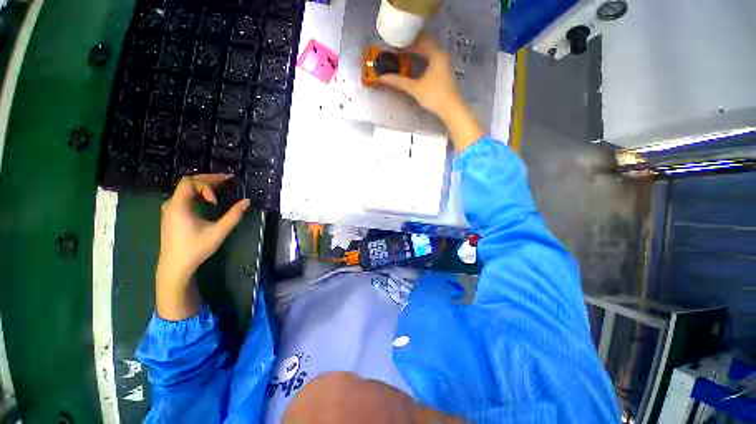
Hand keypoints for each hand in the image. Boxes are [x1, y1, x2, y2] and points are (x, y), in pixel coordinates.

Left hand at [156, 174, 249, 319]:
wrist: (175, 266)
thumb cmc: (195, 249)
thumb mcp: (218, 232)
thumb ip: (233, 216)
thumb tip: (247, 201)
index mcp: (178, 206)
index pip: (190, 182)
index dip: (207, 184)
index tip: (217, 199)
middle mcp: (172, 204)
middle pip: (188, 183)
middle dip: (209, 180)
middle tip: (228, 179)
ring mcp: (171, 209)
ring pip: (186, 189)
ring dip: (204, 186)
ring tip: (221, 186)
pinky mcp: (173, 214)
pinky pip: (185, 196)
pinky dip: (199, 193)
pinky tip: (210, 199)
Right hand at [379, 35, 482, 151]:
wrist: (450, 109)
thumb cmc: (434, 96)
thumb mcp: (414, 88)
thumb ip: (398, 81)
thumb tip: (382, 77)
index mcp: (436, 53)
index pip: (420, 40)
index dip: (406, 41)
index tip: (395, 44)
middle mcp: (442, 54)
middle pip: (425, 45)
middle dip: (411, 47)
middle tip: (397, 51)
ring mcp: (445, 63)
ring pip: (429, 53)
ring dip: (417, 54)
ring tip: (403, 58)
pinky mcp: (444, 72)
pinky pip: (431, 60)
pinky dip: (422, 60)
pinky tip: (415, 67)